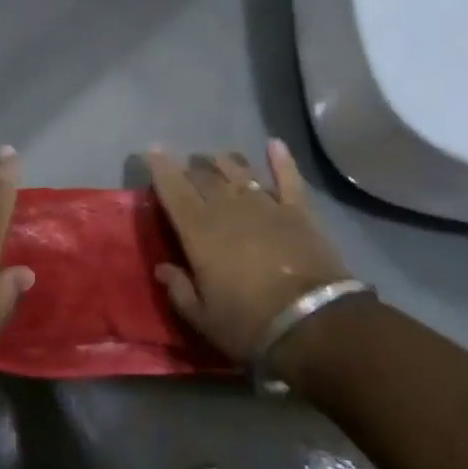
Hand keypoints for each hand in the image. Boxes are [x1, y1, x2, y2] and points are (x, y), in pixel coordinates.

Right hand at [149, 140, 352, 364]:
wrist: (315, 325)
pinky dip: (281, 159)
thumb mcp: (203, 318)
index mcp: (198, 230)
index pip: (173, 188)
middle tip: (186, 171)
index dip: (160, 167)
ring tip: (216, 159)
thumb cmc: (250, 324)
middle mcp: (227, 207)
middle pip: (204, 176)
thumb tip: (162, 268)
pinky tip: (275, 144)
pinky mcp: (298, 211)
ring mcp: (265, 205)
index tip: (152, 151)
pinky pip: (288, 177)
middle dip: (191, 169)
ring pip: (239, 170)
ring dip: (224, 162)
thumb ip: (179, 289)